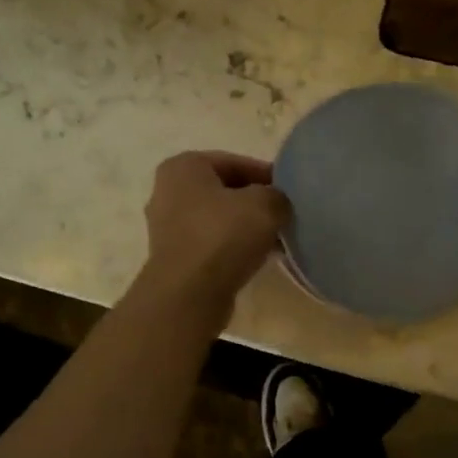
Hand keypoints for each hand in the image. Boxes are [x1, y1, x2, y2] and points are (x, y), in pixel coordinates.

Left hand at [139, 151, 290, 311]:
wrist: (189, 295)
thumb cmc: (222, 236)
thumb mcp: (265, 205)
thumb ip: (277, 195)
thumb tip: (277, 204)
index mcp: (183, 167)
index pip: (234, 162)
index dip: (266, 175)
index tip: (290, 191)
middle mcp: (167, 192)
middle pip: (224, 190)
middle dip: (254, 202)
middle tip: (283, 214)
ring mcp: (167, 227)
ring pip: (218, 219)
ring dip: (245, 227)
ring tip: (275, 239)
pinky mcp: (174, 257)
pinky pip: (211, 243)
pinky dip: (232, 247)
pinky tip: (257, 258)